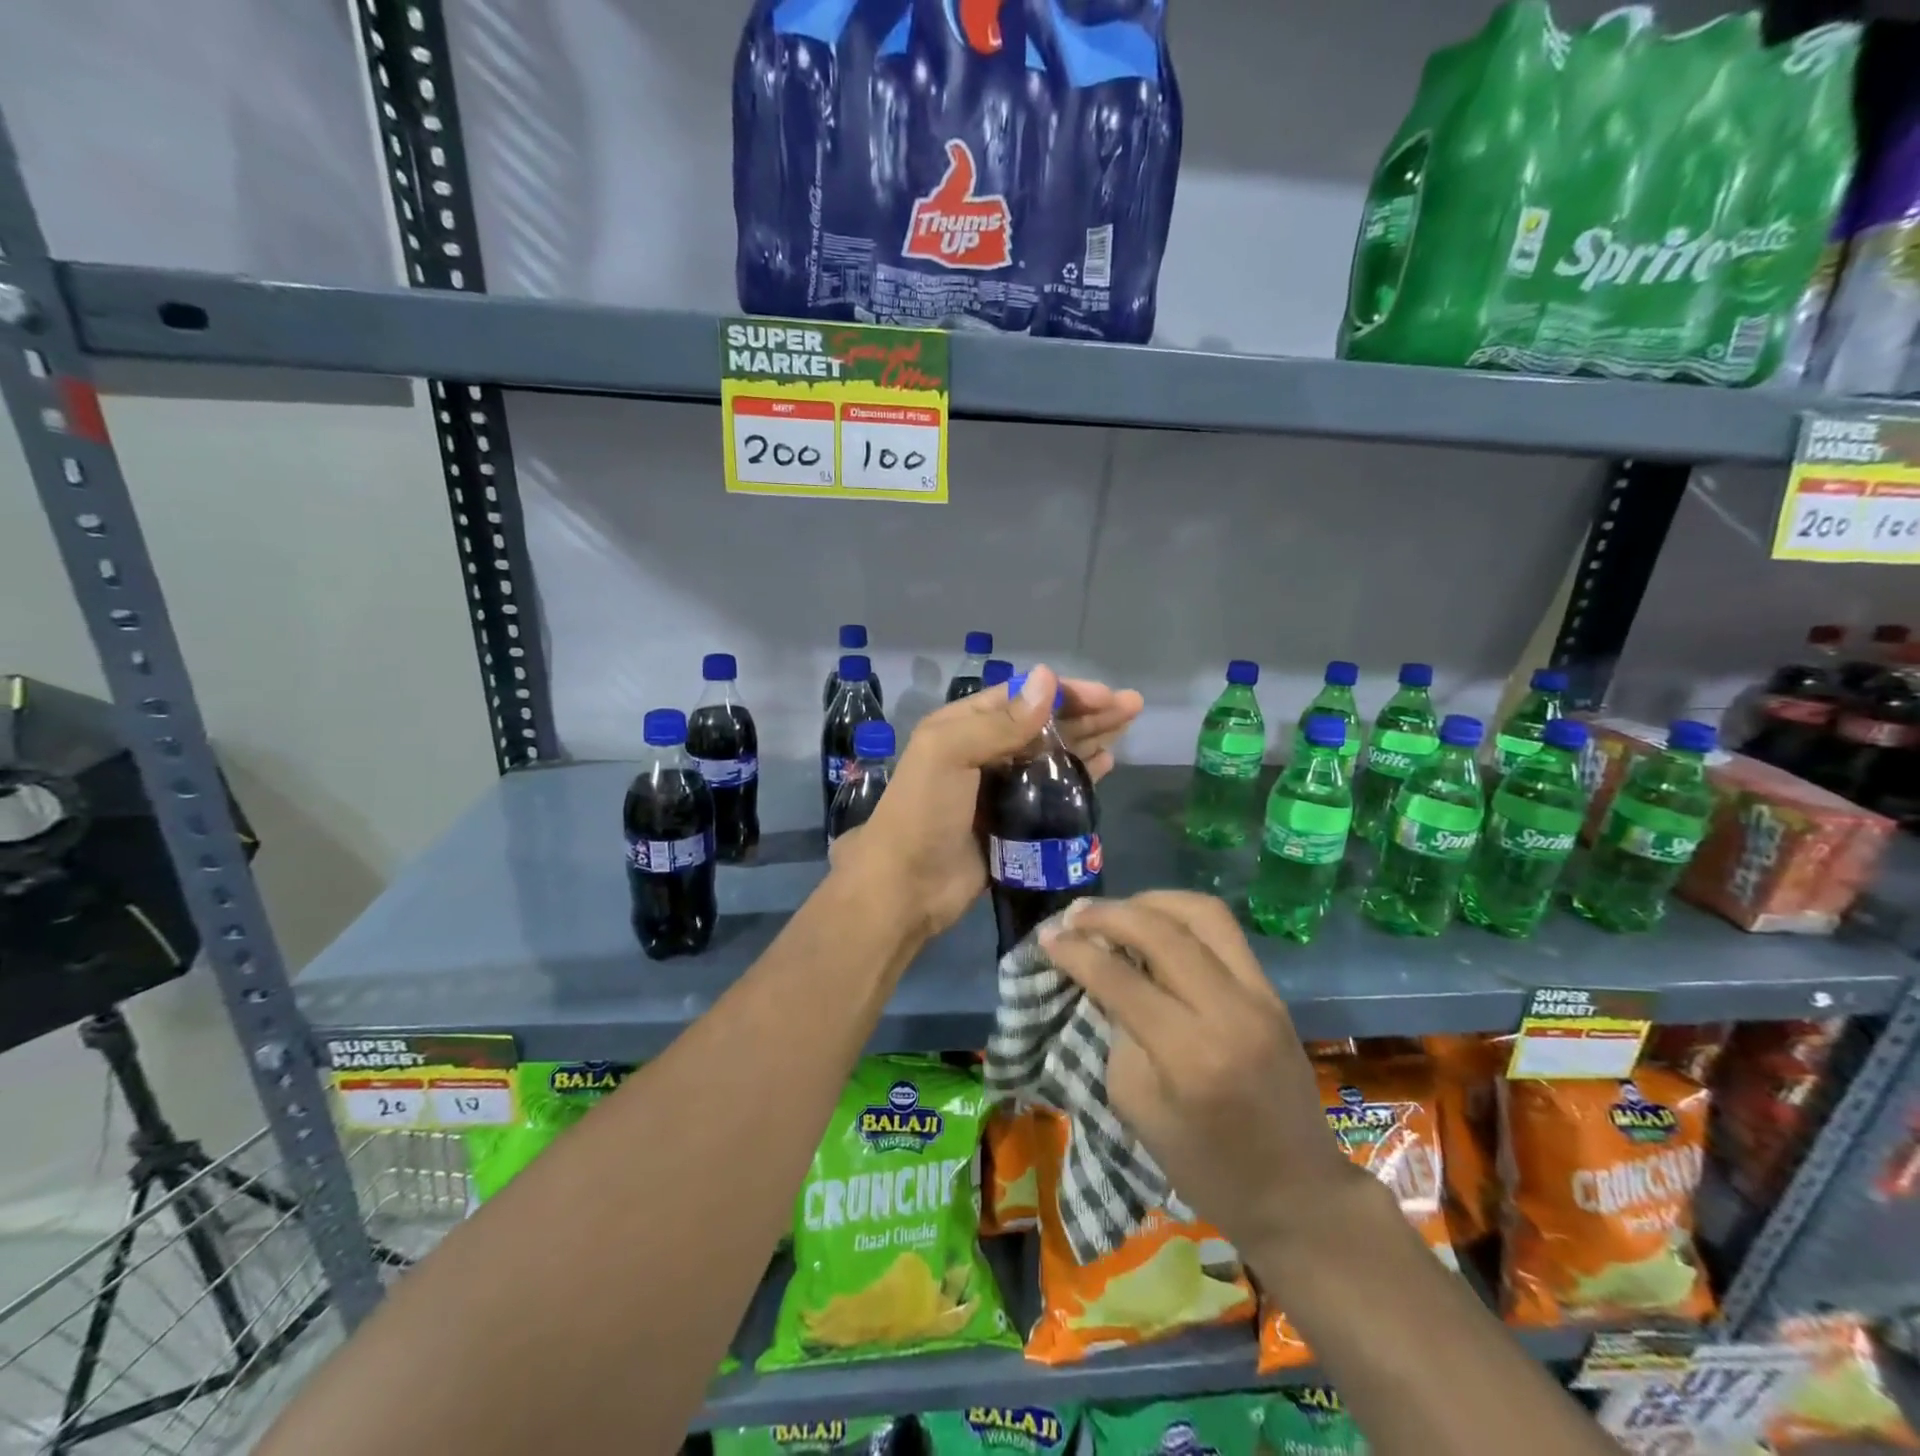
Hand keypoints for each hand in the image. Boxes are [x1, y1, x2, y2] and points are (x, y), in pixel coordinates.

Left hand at [830, 665, 1142, 941]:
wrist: (907, 886)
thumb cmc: (923, 812)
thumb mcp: (949, 753)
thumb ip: (1000, 721)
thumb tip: (1047, 677)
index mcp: (965, 726)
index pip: (1023, 697)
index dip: (1065, 692)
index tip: (1105, 695)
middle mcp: (986, 751)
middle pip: (1045, 724)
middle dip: (1087, 712)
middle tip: (1133, 706)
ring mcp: (1003, 788)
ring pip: (1054, 754)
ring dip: (1089, 738)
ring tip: (1127, 728)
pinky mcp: (1017, 822)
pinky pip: (1055, 791)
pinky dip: (1080, 775)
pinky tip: (1106, 764)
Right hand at [1039, 892, 1362, 1256]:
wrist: (1298, 1194)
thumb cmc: (1206, 1167)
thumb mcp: (1138, 1106)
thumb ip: (1119, 1031)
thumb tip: (1104, 976)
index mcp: (1191, 1055)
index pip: (1121, 980)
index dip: (1077, 952)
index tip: (1046, 937)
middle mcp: (1230, 1011)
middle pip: (1164, 932)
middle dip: (1110, 914)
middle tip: (1074, 915)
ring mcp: (1261, 996)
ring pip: (1203, 913)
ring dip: (1151, 901)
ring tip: (1116, 911)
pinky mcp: (1273, 991)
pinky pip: (1223, 931)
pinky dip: (1180, 918)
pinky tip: (1153, 926)